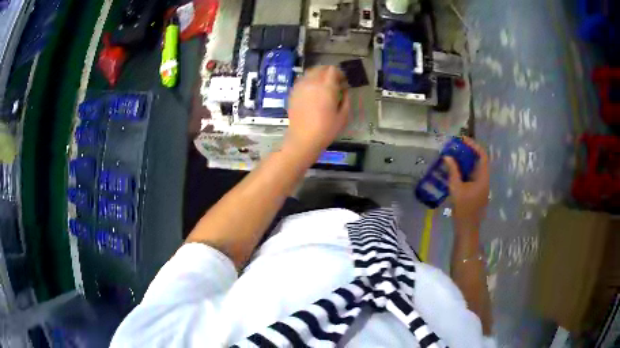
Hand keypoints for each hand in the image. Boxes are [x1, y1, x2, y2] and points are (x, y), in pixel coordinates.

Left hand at [283, 66, 350, 160]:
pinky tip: (311, 91)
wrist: (303, 139)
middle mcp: (312, 82)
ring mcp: (300, 86)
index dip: (339, 74)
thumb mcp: (343, 116)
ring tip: (322, 86)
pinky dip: (308, 81)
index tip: (342, 82)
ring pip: (310, 72)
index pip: (333, 70)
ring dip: (318, 75)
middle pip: (321, 68)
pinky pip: (301, 80)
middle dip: (328, 73)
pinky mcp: (293, 92)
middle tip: (333, 83)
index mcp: (327, 87)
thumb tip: (344, 90)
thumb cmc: (326, 129)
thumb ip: (346, 99)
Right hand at [444, 137, 489, 235]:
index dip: (474, 145)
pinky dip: (464, 171)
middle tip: (455, 147)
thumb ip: (452, 171)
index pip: (482, 156)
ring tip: (453, 156)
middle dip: (468, 152)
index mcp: (483, 178)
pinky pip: (472, 176)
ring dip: (465, 161)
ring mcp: (481, 186)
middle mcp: (484, 180)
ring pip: (475, 169)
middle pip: (479, 161)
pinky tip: (454, 171)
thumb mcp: (456, 189)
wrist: (467, 229)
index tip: (462, 139)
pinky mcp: (476, 191)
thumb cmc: (463, 209)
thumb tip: (447, 156)